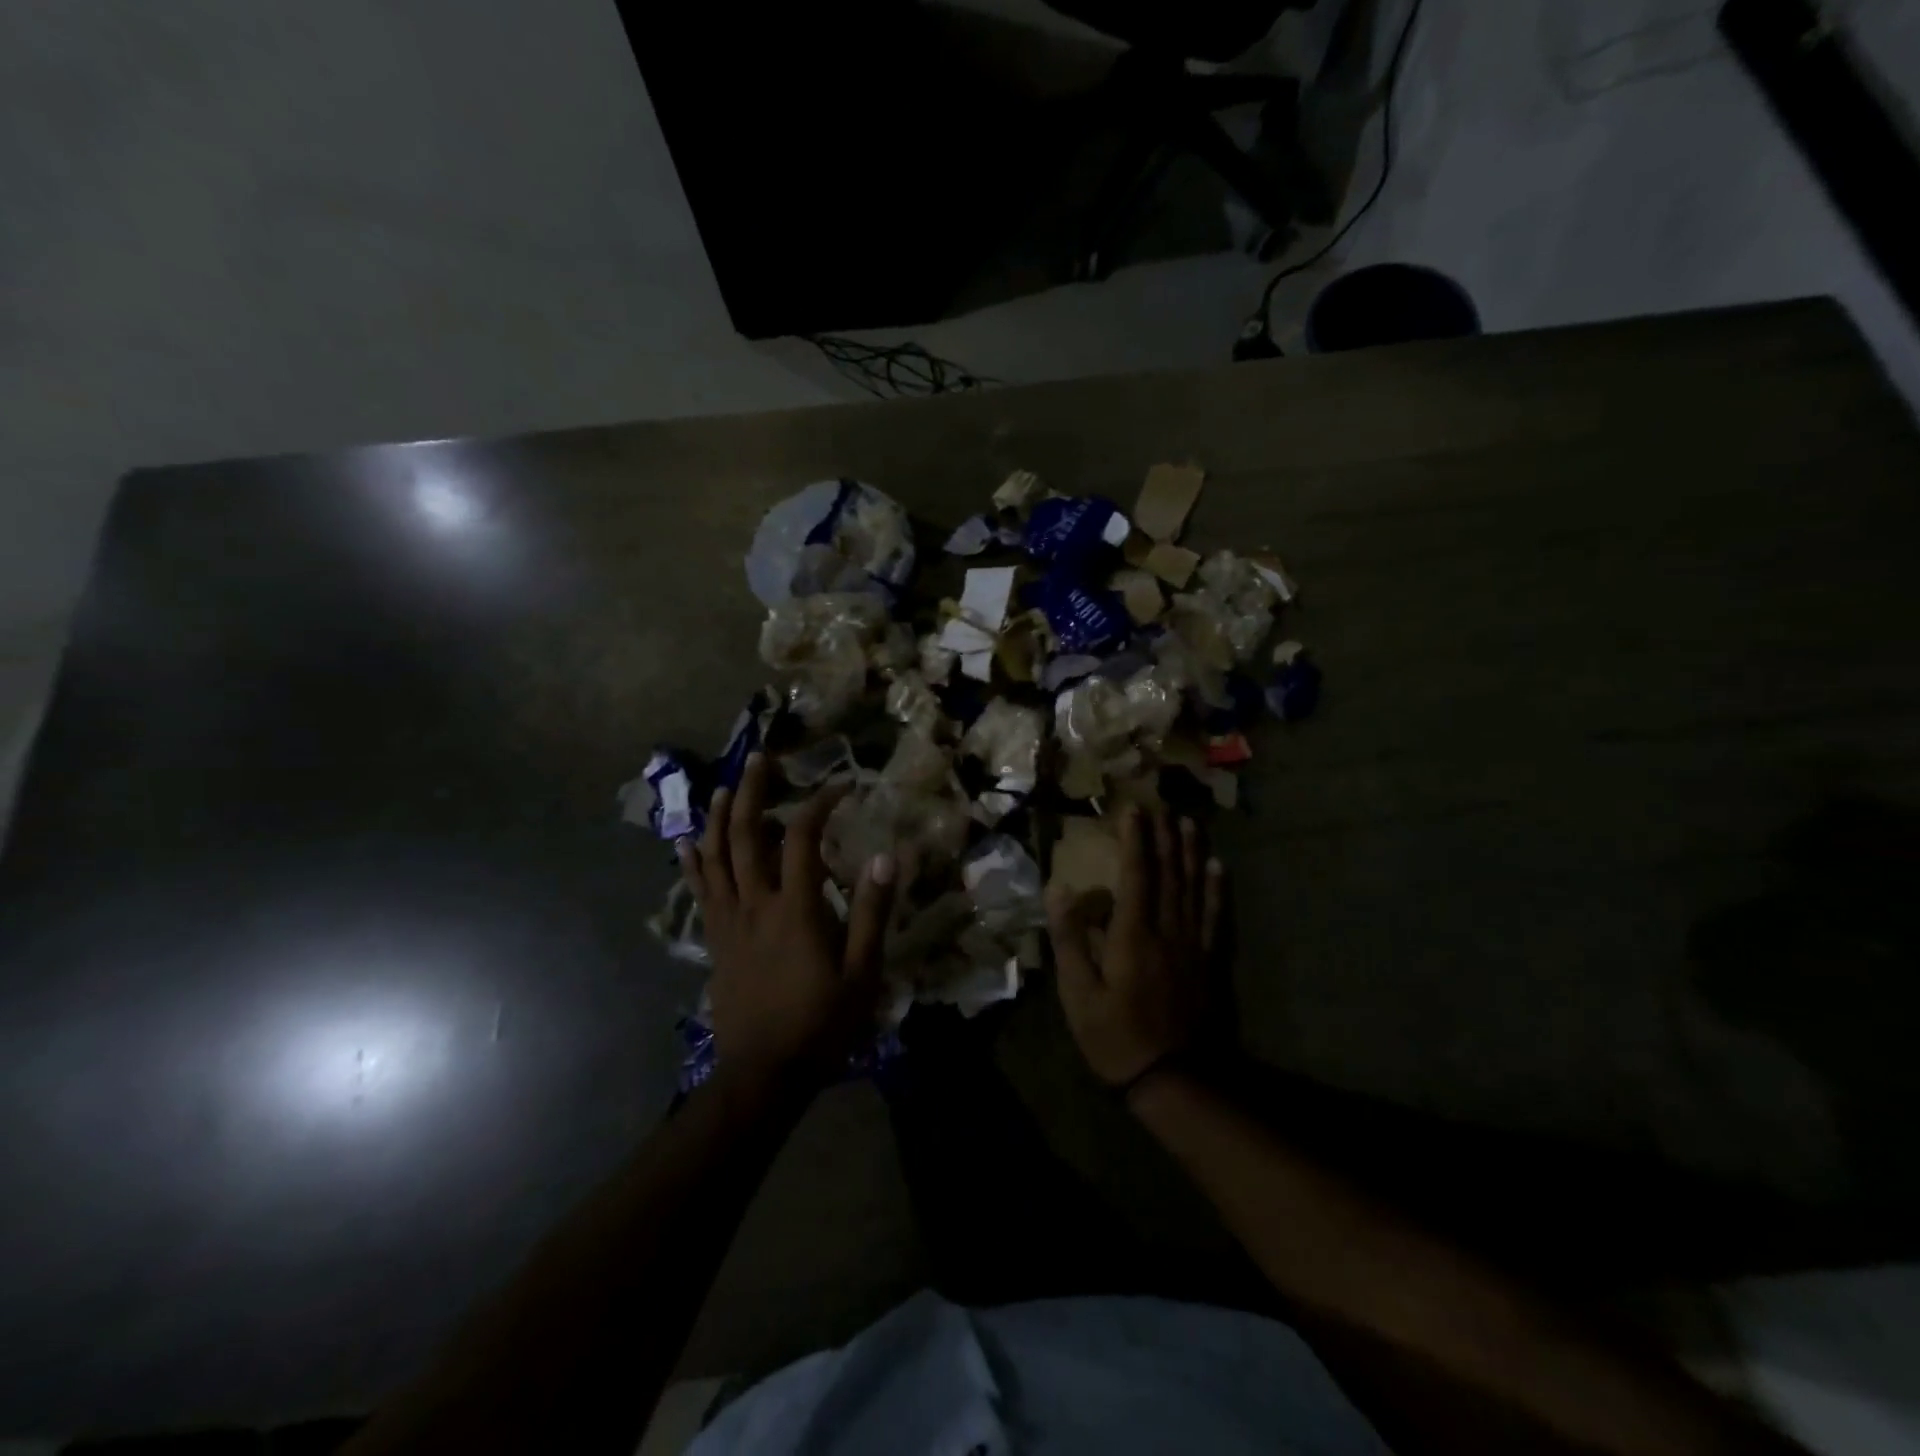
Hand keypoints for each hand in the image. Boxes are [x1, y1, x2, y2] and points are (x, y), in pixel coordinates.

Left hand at [679, 753, 895, 1090]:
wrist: (763, 1074)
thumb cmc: (820, 1024)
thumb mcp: (862, 972)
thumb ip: (871, 911)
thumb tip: (887, 855)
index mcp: (794, 908)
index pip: (802, 838)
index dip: (818, 804)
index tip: (839, 786)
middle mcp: (755, 904)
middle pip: (746, 835)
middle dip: (750, 792)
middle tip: (757, 759)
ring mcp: (728, 922)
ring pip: (716, 858)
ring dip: (717, 818)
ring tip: (722, 788)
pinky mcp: (714, 941)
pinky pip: (700, 891)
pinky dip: (694, 862)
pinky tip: (689, 842)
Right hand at [1046, 805, 1224, 1089]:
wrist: (1173, 1078)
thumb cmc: (1115, 1036)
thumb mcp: (1078, 994)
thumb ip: (1069, 939)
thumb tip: (1059, 890)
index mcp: (1132, 935)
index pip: (1135, 875)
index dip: (1134, 840)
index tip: (1133, 810)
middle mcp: (1167, 930)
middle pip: (1168, 873)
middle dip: (1164, 837)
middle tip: (1163, 805)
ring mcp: (1193, 945)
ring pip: (1194, 888)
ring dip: (1192, 853)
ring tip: (1190, 824)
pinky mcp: (1209, 962)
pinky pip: (1215, 916)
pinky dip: (1217, 889)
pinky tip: (1219, 868)